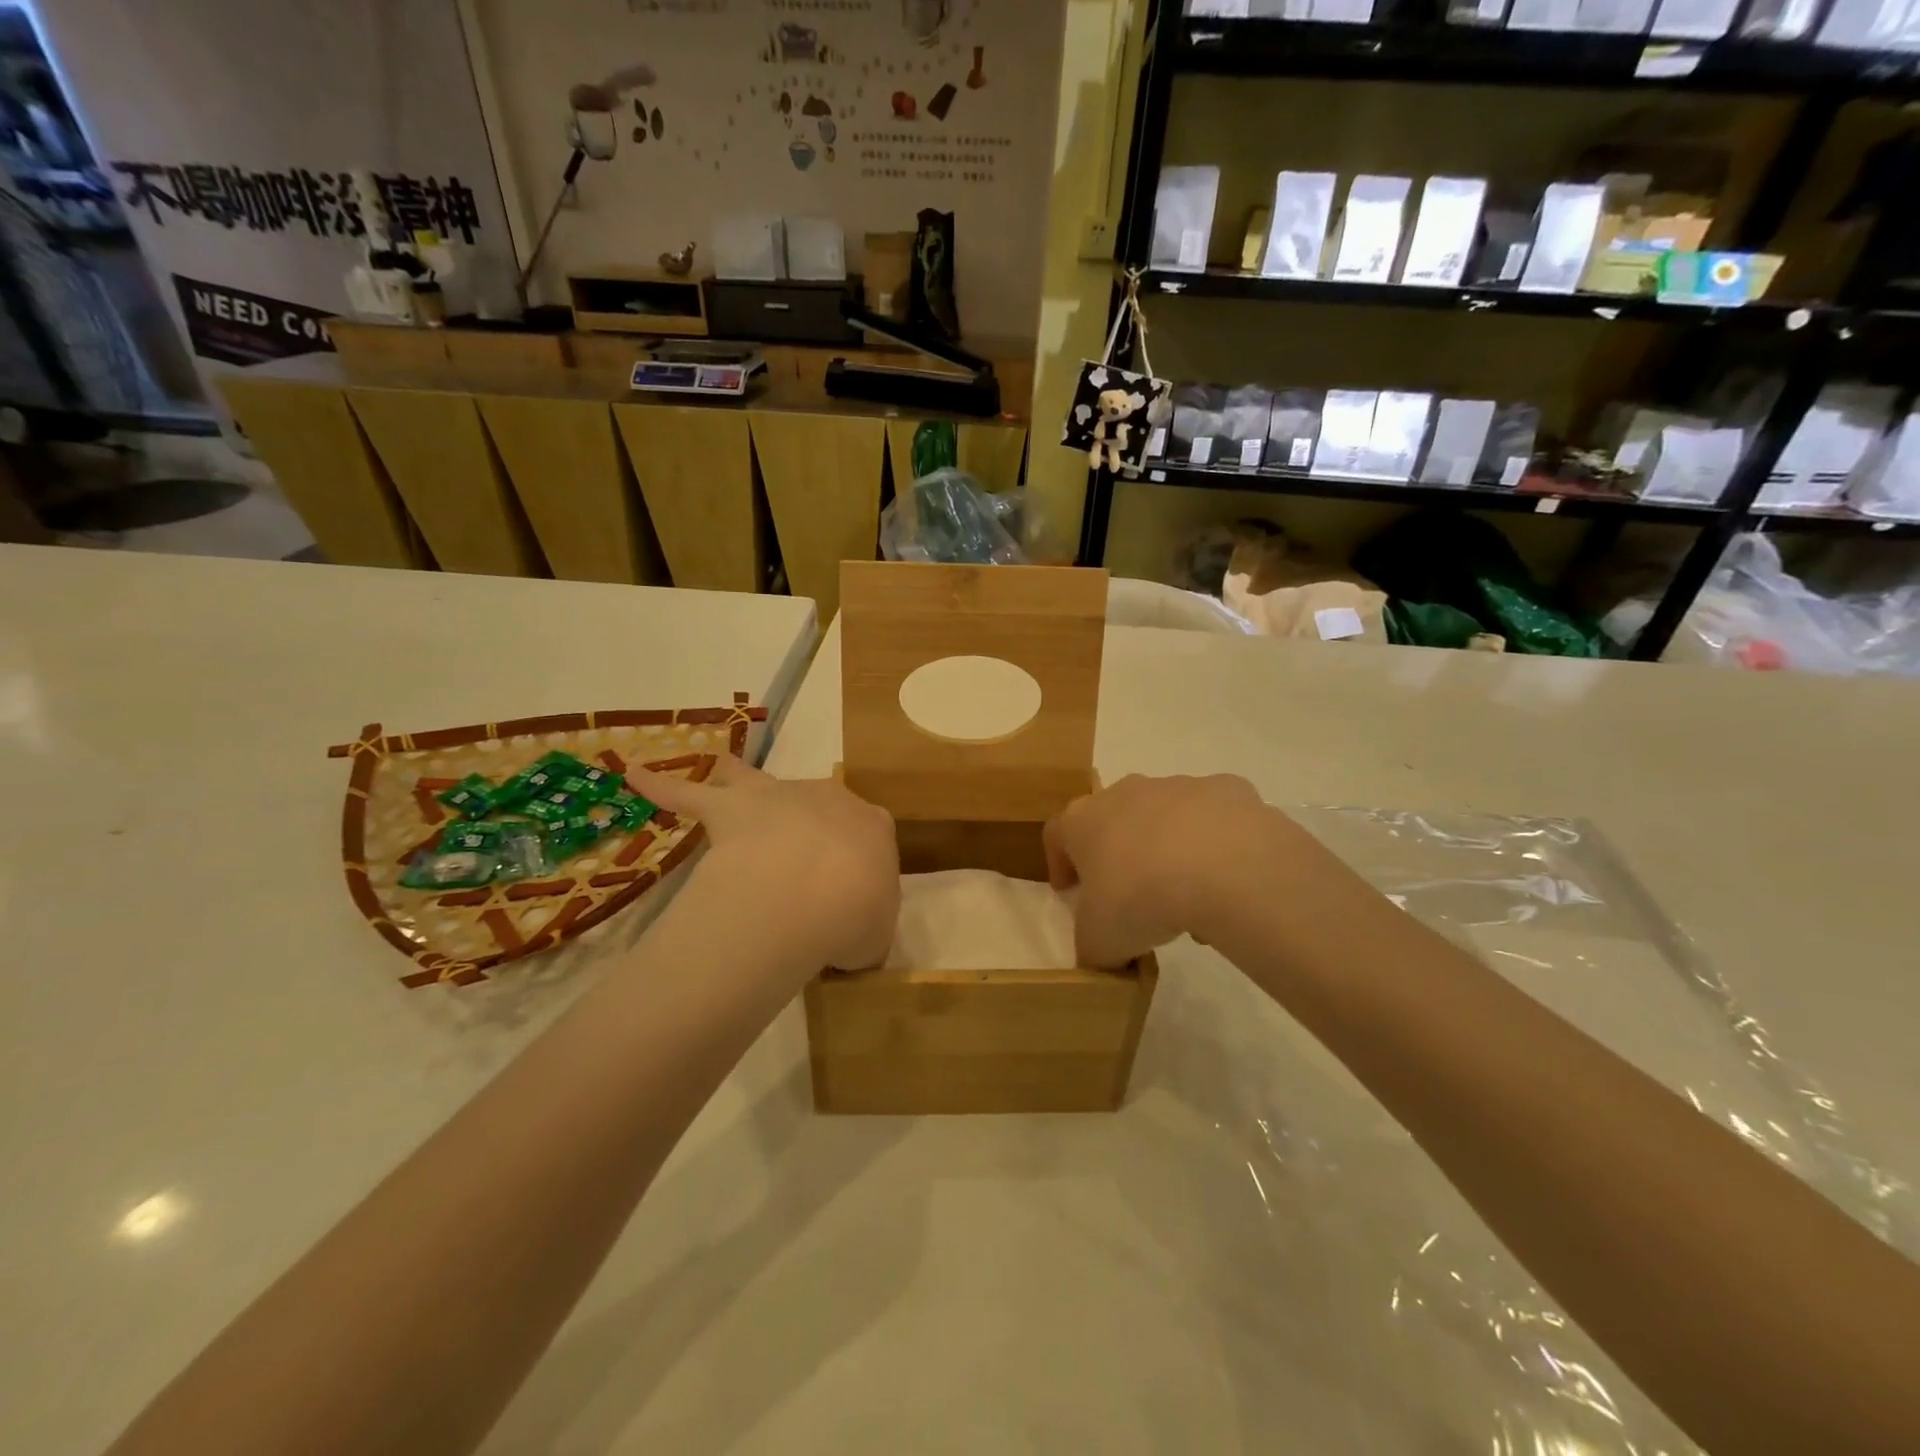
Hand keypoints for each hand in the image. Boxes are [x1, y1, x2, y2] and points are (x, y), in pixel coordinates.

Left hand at [627, 754, 899, 971]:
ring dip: (737, 778)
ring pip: (753, 779)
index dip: (855, 862)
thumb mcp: (876, 936)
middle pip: (816, 805)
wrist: (815, 892)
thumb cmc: (856, 915)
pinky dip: (661, 786)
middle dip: (807, 826)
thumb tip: (847, 937)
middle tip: (796, 867)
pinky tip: (635, 775)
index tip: (847, 894)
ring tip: (721, 770)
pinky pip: (687, 794)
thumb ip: (864, 929)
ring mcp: (778, 796)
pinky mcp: (730, 807)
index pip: (867, 834)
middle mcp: (829, 799)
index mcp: (872, 827)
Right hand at [1044, 773, 1323, 966]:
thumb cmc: (1141, 898)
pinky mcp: (1227, 790)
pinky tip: (1228, 883)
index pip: (1057, 834)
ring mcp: (1178, 786)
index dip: (1059, 863)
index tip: (1069, 891)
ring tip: (1187, 898)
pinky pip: (1215, 820)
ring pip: (1166, 818)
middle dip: (1118, 853)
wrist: (1226, 867)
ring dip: (1169, 850)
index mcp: (1083, 820)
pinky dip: (1217, 845)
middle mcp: (1126, 792)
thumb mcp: (1100, 942)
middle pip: (1113, 819)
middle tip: (1129, 894)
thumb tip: (1102, 954)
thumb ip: (1092, 946)